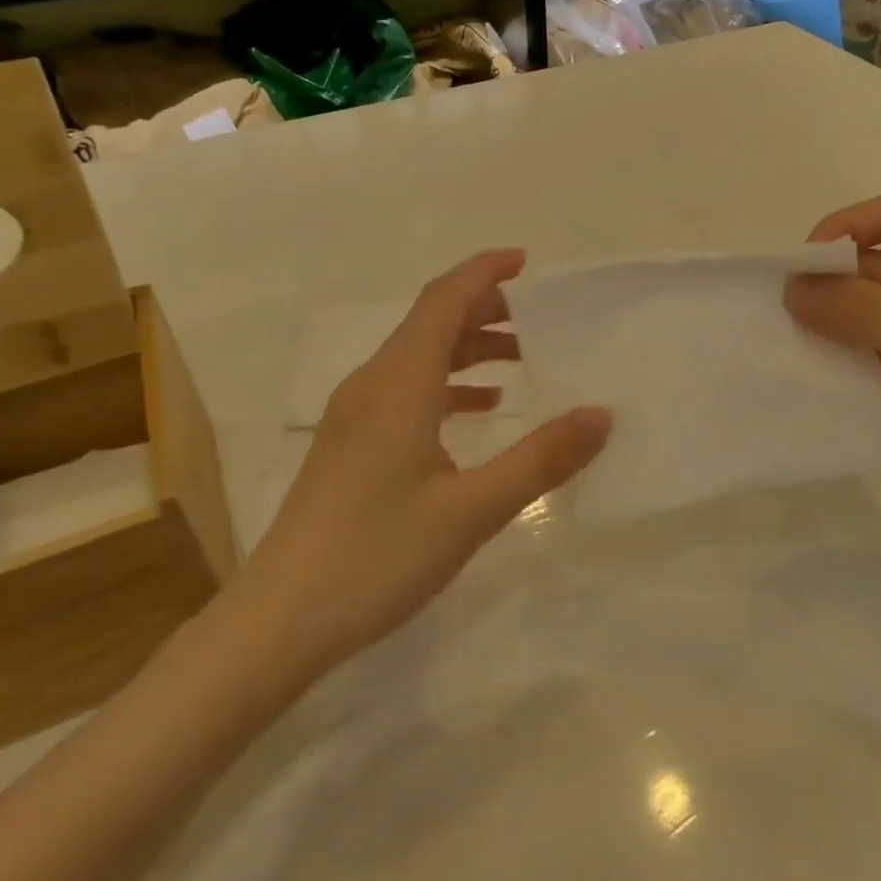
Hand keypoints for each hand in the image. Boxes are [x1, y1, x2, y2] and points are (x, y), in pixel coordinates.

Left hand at [234, 250, 610, 681]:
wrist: (280, 619)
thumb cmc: (377, 557)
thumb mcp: (472, 510)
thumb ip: (540, 458)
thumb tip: (601, 414)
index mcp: (398, 384)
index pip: (443, 300)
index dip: (484, 273)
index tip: (527, 262)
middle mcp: (372, 384)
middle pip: (430, 322)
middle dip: (485, 309)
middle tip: (540, 319)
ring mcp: (354, 414)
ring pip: (417, 356)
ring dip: (467, 348)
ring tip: (520, 360)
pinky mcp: (349, 443)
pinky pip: (405, 389)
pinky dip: (446, 384)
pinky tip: (477, 411)